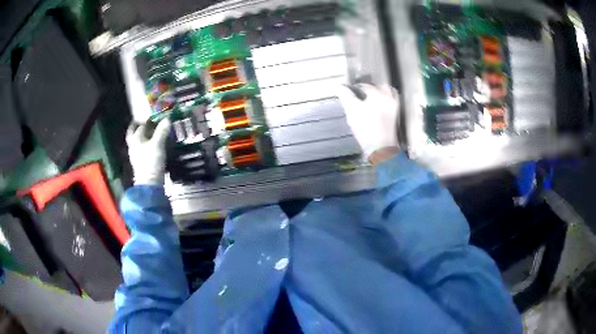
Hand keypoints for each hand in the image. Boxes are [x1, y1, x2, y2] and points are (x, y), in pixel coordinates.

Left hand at [126, 118, 171, 184]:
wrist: (149, 183)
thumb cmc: (151, 161)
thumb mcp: (158, 144)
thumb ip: (162, 131)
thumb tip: (167, 118)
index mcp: (135, 139)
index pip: (141, 126)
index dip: (148, 120)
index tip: (155, 117)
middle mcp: (133, 145)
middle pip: (133, 133)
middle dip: (137, 127)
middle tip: (143, 122)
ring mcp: (135, 154)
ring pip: (136, 141)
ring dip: (142, 135)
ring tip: (149, 132)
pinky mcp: (140, 162)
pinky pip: (141, 149)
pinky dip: (145, 144)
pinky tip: (151, 144)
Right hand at [336, 84, 399, 163]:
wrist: (381, 147)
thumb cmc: (365, 128)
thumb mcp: (352, 111)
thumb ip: (346, 96)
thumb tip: (340, 87)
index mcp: (377, 93)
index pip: (364, 86)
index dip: (356, 88)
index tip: (350, 92)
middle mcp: (388, 97)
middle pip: (381, 87)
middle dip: (372, 88)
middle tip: (363, 93)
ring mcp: (394, 107)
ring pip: (389, 94)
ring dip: (381, 93)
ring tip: (372, 99)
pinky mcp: (396, 117)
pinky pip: (392, 103)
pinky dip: (386, 102)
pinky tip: (380, 108)